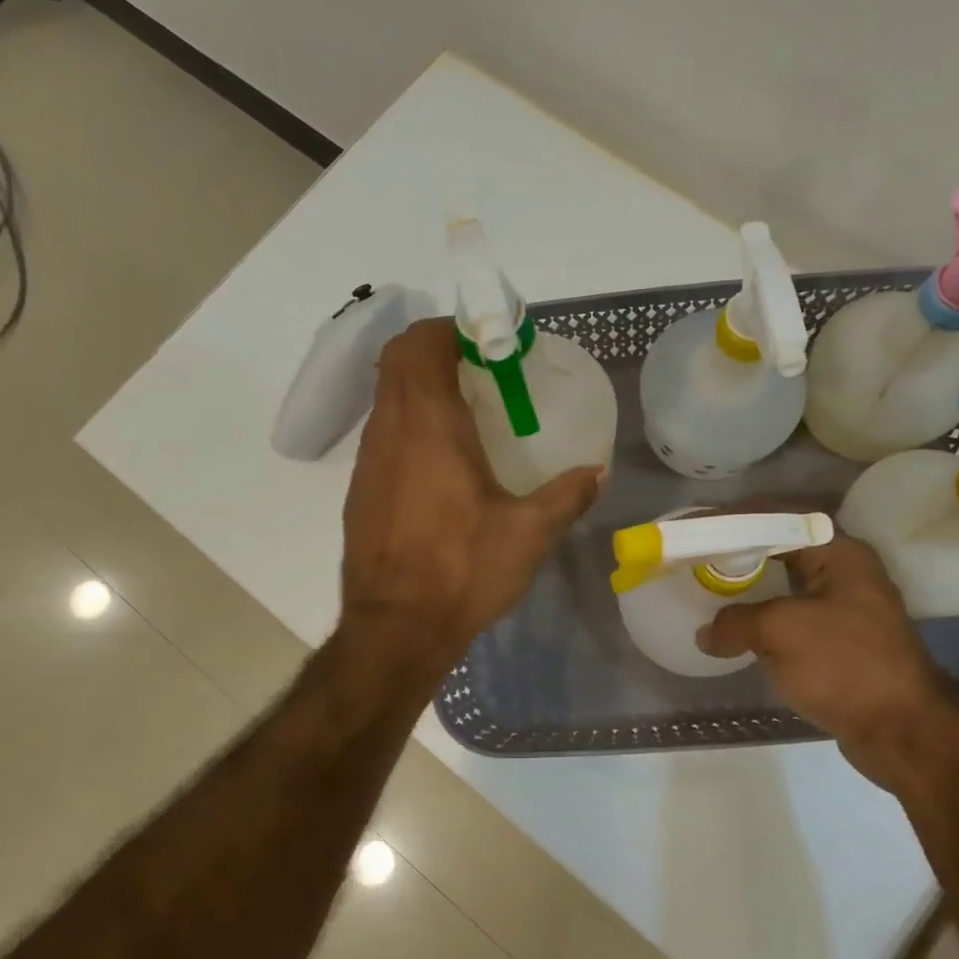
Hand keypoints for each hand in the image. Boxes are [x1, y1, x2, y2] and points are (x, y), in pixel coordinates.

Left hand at [339, 318, 602, 673]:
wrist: (395, 628)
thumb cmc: (462, 570)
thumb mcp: (529, 534)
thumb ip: (568, 495)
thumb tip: (598, 472)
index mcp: (428, 424)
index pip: (421, 344)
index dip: (450, 329)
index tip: (489, 342)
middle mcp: (389, 430)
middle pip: (398, 362)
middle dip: (436, 351)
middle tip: (482, 371)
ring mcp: (367, 461)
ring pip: (387, 399)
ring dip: (420, 389)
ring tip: (467, 413)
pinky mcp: (360, 492)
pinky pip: (383, 436)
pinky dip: (409, 426)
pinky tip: (442, 465)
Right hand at [697, 533, 956, 794]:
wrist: (902, 730)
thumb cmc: (844, 664)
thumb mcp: (780, 631)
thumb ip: (735, 622)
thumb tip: (707, 634)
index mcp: (840, 554)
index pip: (781, 518)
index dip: (739, 519)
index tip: (704, 526)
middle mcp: (847, 573)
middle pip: (784, 549)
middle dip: (741, 553)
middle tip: (702, 557)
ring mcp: (847, 610)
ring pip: (788, 587)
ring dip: (751, 589)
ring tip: (711, 589)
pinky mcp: (842, 644)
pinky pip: (793, 619)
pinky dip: (764, 620)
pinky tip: (737, 630)